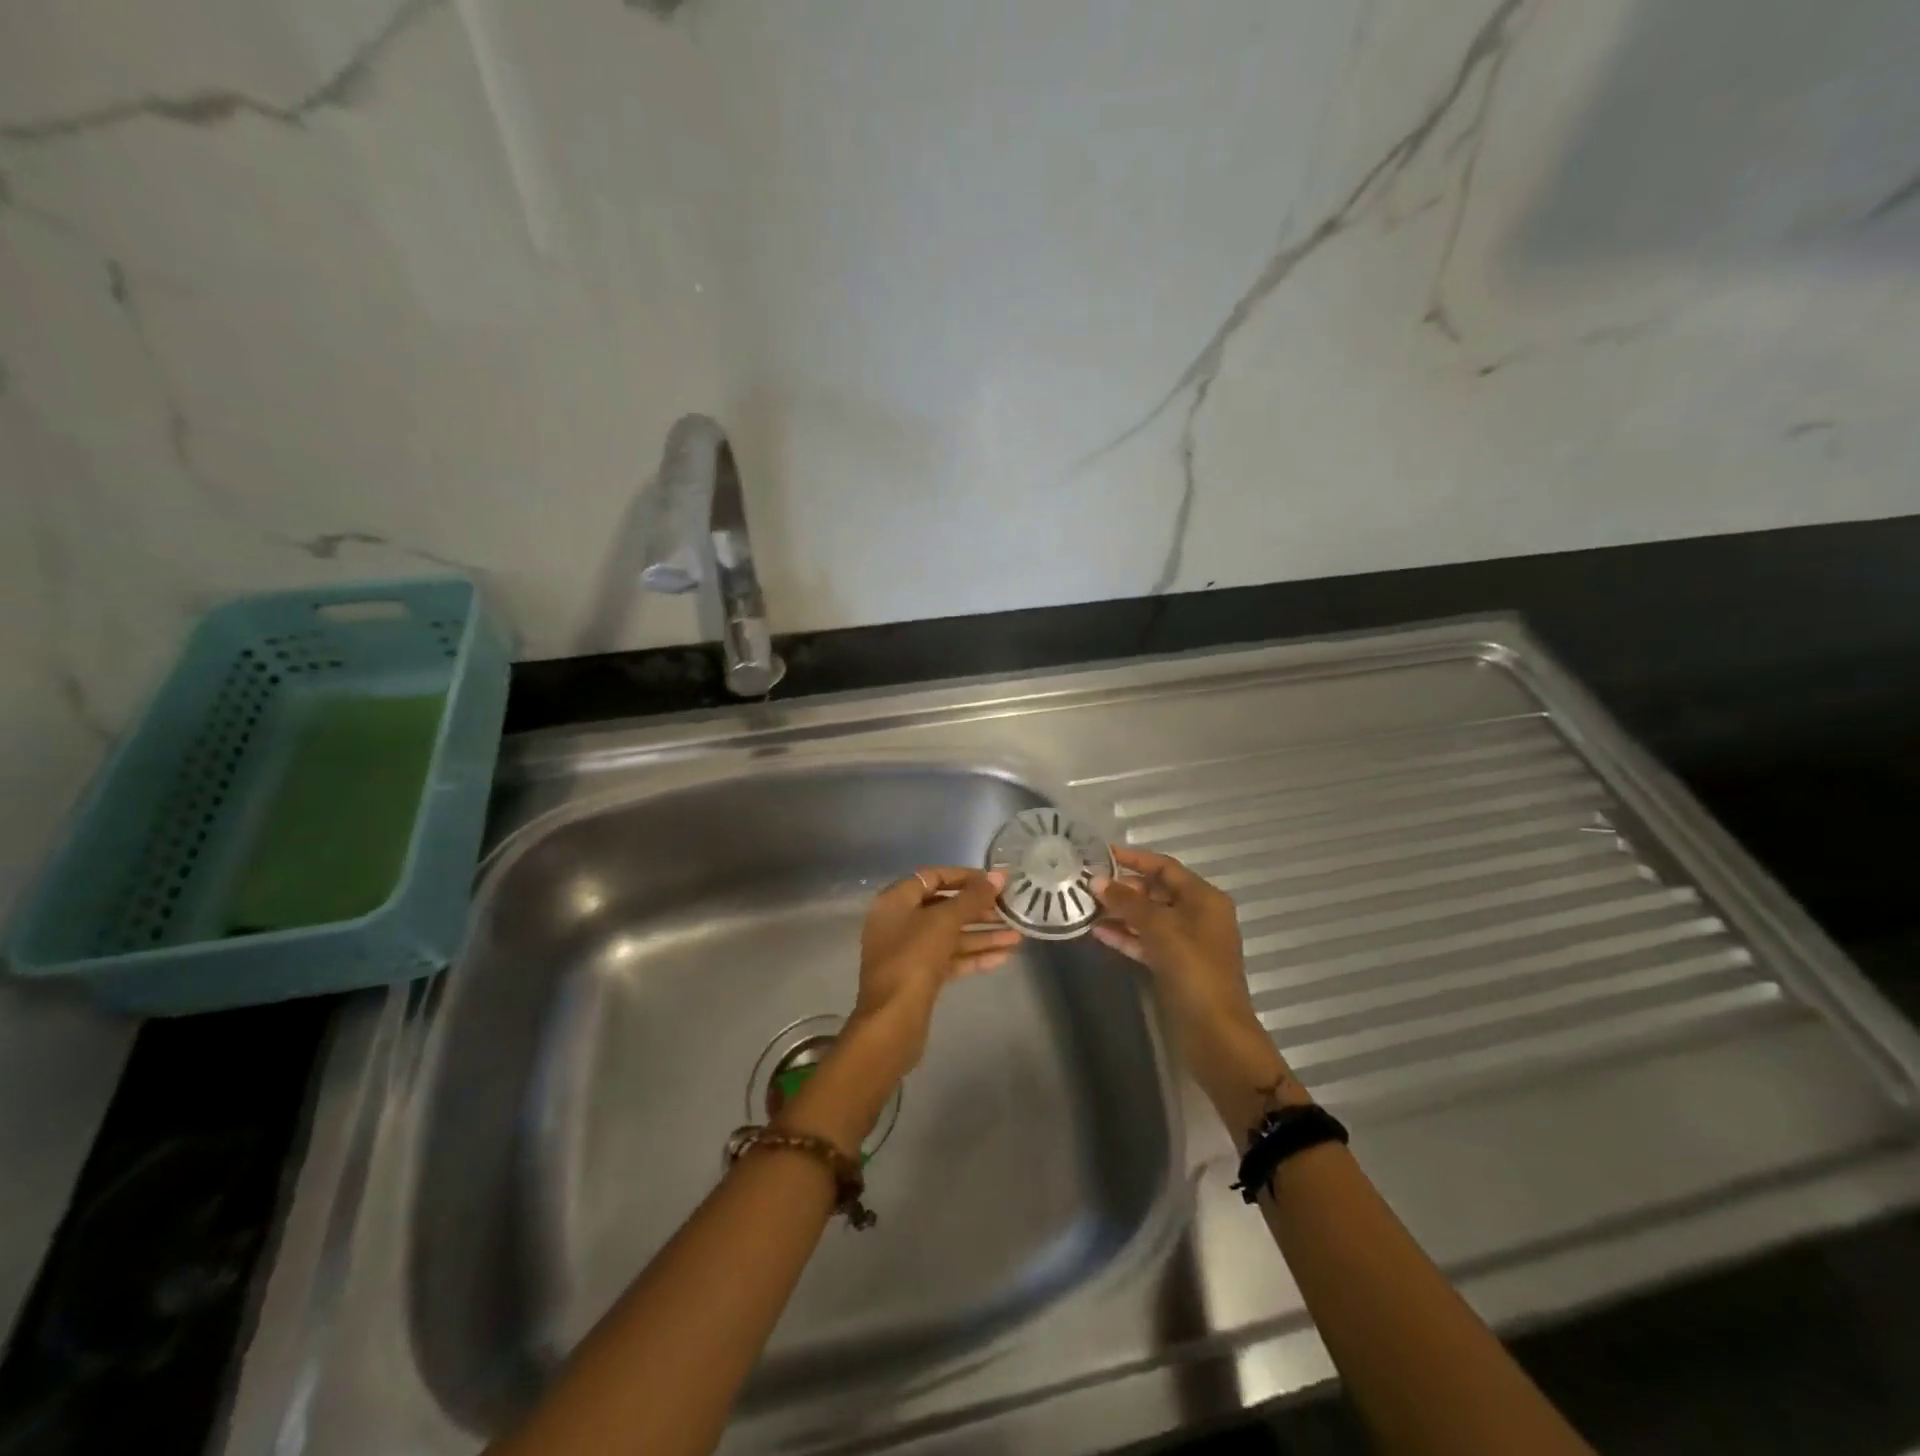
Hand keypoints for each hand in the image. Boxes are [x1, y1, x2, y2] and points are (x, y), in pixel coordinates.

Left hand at [846, 867, 1018, 1080]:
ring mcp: (908, 952)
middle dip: (978, 909)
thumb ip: (972, 898)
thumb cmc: (914, 959)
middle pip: (943, 907)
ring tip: (1018, 936)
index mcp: (895, 901)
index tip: (994, 881)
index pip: (933, 877)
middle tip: (1010, 909)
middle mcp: (899, 923)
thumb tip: (998, 875)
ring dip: (982, 935)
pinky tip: (1004, 957)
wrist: (892, 1022)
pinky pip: (950, 959)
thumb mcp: (944, 921)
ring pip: (950, 936)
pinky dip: (974, 956)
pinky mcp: (920, 978)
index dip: (965, 876)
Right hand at [1093, 846, 1299, 1112]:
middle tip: (1087, 885)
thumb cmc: (1193, 970)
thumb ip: (1127, 902)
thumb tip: (1096, 881)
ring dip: (1120, 912)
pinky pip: (1147, 941)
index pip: (1165, 867)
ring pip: (1149, 918)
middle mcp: (1198, 915)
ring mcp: (1187, 943)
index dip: (1134, 859)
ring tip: (1086, 907)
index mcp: (1204, 898)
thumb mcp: (1159, 929)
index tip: (1101, 854)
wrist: (1215, 1033)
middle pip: (1156, 891)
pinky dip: (1126, 936)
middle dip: (1123, 888)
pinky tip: (1098, 932)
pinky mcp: (1175, 966)